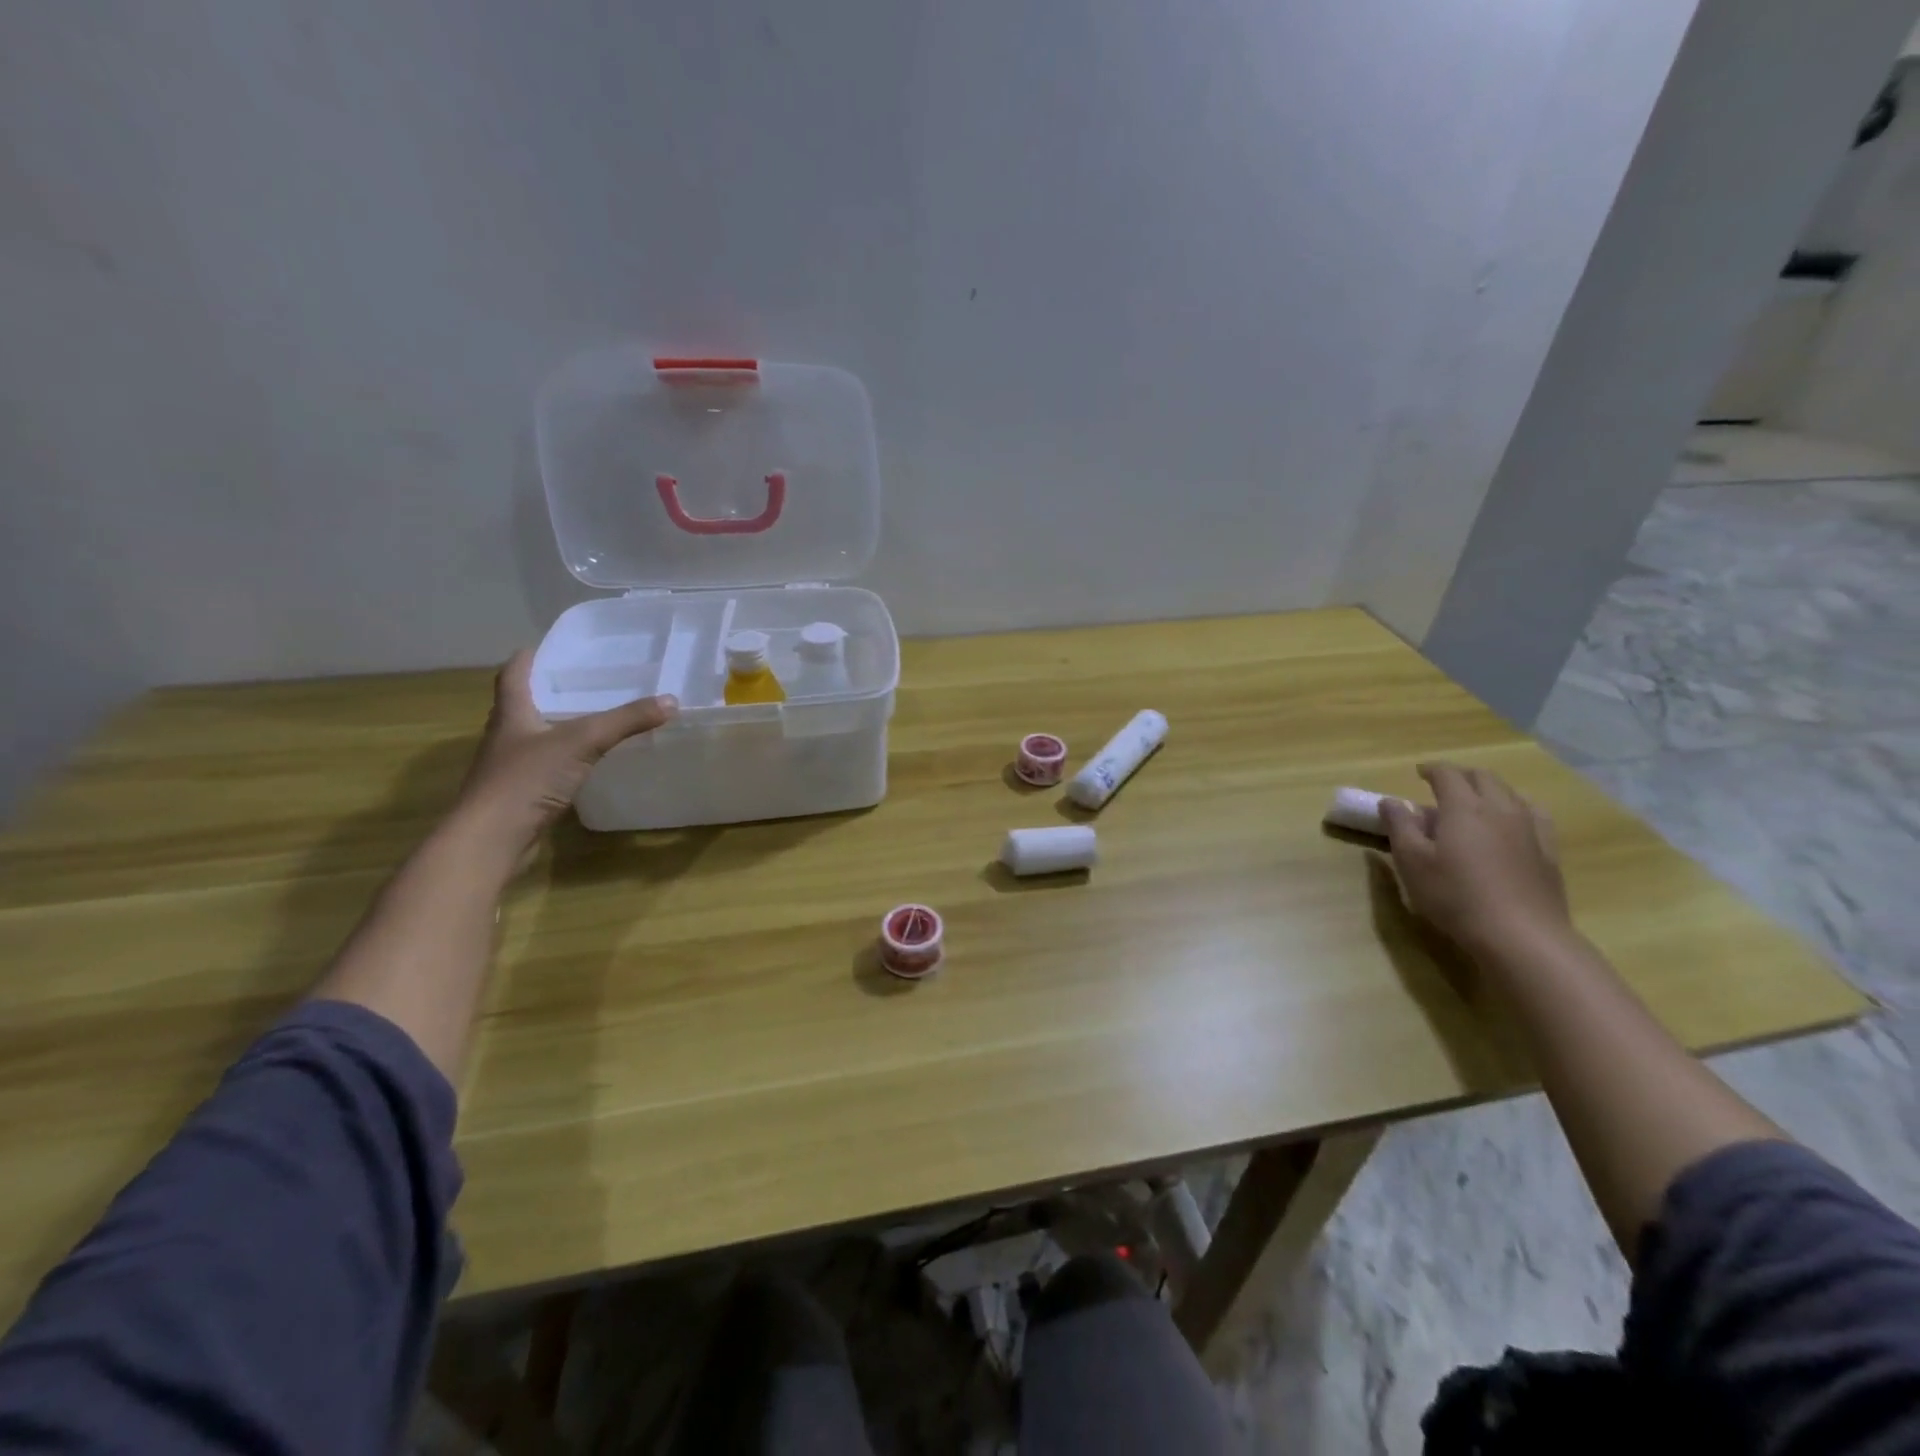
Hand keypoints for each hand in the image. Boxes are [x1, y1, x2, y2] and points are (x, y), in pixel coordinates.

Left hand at [453, 650, 676, 864]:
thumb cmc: (526, 780)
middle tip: (579, 682)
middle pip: (521, 706)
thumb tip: (671, 700)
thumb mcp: (582, 742)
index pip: (512, 677)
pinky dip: (562, 761)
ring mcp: (510, 769)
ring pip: (533, 738)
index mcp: (512, 715)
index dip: (526, 661)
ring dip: (554, 727)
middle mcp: (506, 737)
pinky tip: (584, 764)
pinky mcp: (520, 796)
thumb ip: (626, 721)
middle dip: (545, 693)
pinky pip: (544, 768)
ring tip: (589, 719)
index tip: (540, 648)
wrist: (491, 839)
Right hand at [1378, 763, 1571, 962]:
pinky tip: (1514, 821)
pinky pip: (1535, 815)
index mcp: (1463, 808)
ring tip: (1476, 800)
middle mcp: (1500, 808)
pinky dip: (1518, 807)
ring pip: (1511, 793)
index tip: (1419, 772)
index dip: (1432, 769)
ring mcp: (1530, 829)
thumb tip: (1391, 801)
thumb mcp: (1412, 862)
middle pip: (1483, 778)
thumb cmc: (1456, 896)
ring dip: (1490, 789)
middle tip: (1443, 784)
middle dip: (1461, 775)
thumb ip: (1399, 827)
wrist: (1521, 935)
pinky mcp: (1548, 851)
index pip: (1447, 775)